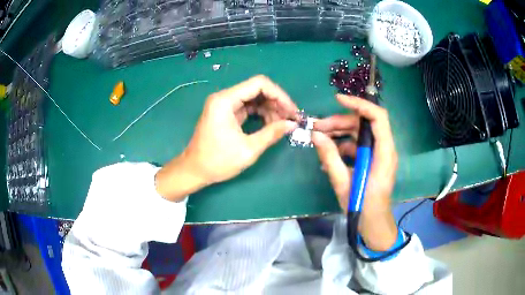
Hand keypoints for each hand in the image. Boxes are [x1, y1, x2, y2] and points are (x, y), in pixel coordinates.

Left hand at [156, 75, 297, 200]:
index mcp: (225, 101)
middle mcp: (224, 97)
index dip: (279, 95)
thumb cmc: (218, 161)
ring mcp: (224, 104)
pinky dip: (261, 114)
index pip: (259, 84)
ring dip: (270, 109)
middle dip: (276, 102)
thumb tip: (292, 124)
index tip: (292, 111)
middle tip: (290, 119)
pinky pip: (248, 107)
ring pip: (254, 98)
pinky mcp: (226, 113)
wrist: (195, 170)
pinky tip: (270, 125)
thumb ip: (272, 133)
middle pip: (257, 89)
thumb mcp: (248, 149)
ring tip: (282, 124)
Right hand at [313, 94, 397, 250]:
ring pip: (359, 133)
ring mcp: (378, 154)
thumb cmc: (362, 207)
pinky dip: (342, 146)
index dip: (360, 104)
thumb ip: (330, 158)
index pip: (378, 118)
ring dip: (339, 133)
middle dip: (340, 122)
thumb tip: (315, 135)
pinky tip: (328, 156)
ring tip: (318, 139)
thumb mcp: (343, 184)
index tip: (338, 100)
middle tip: (317, 127)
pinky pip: (357, 145)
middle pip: (364, 124)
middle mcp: (384, 149)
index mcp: (383, 153)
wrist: (373, 224)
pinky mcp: (372, 159)